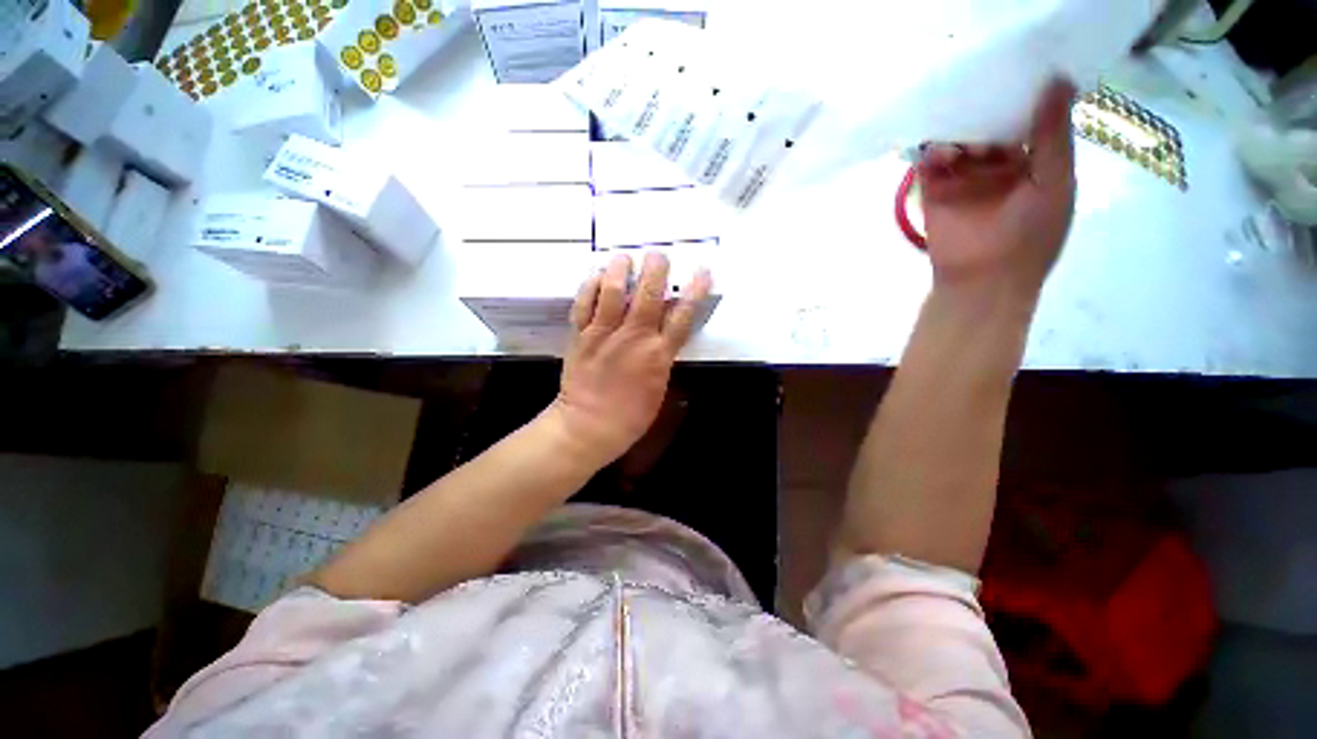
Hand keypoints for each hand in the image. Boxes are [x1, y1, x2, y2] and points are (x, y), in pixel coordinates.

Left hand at [548, 252, 712, 466]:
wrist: (589, 426)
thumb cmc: (630, 415)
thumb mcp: (659, 386)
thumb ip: (663, 355)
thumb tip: (667, 330)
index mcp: (658, 354)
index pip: (682, 316)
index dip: (695, 291)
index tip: (702, 271)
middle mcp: (634, 337)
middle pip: (649, 295)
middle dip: (656, 269)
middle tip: (658, 254)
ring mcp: (604, 334)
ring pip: (614, 292)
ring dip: (621, 269)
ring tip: (624, 257)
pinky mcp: (581, 335)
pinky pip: (584, 303)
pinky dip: (591, 286)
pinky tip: (596, 275)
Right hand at [919, 79, 1077, 307]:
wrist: (983, 281)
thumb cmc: (1030, 235)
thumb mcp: (1055, 182)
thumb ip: (1053, 135)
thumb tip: (1058, 79)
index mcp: (1033, 163)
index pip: (1026, 120)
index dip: (1023, 96)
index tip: (1018, 68)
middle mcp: (998, 166)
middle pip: (989, 126)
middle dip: (985, 108)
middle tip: (981, 86)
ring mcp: (963, 179)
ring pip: (958, 142)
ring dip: (957, 129)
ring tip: (958, 123)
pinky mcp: (934, 192)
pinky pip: (930, 164)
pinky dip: (930, 151)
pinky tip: (935, 147)